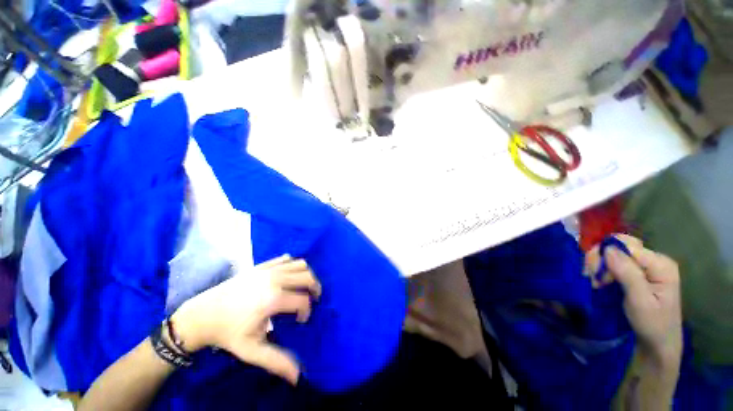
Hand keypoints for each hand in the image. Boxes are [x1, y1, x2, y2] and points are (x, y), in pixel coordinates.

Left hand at [171, 255, 320, 383]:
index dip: (307, 311)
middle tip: (312, 299)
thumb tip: (299, 377)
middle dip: (315, 288)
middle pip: (307, 277)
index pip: (304, 301)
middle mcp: (275, 279)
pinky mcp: (262, 265)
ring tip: (302, 287)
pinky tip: (288, 277)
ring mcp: (268, 269)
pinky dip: (293, 265)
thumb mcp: (251, 351)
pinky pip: (286, 259)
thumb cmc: (228, 333)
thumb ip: (277, 361)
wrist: (202, 315)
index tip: (300, 321)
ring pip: (300, 264)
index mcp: (274, 299)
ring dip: (306, 275)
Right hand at [586, 235, 682, 366]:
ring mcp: (647, 267)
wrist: (659, 344)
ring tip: (596, 283)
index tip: (594, 275)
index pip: (626, 246)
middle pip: (620, 247)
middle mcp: (655, 260)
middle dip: (601, 260)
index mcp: (660, 264)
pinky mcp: (639, 273)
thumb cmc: (652, 324)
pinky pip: (616, 263)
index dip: (606, 255)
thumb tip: (607, 248)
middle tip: (592, 278)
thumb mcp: (639, 301)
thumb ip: (627, 273)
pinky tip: (601, 282)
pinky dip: (604, 271)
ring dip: (601, 266)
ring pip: (615, 254)